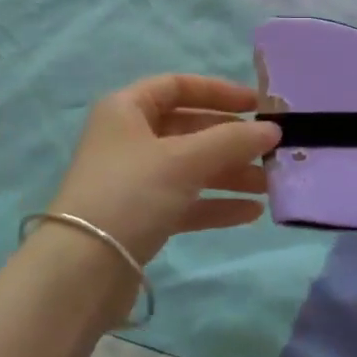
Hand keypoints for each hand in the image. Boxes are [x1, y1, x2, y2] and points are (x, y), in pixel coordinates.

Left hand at [48, 74, 280, 268]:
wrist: (83, 269)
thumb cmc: (131, 193)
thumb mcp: (183, 160)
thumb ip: (231, 141)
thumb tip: (273, 130)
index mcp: (126, 109)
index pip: (176, 86)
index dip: (217, 91)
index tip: (256, 104)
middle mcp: (128, 138)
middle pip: (187, 128)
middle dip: (230, 139)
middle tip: (271, 150)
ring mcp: (134, 179)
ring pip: (189, 167)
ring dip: (229, 173)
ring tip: (270, 185)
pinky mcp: (140, 217)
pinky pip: (185, 201)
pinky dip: (215, 203)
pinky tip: (251, 213)